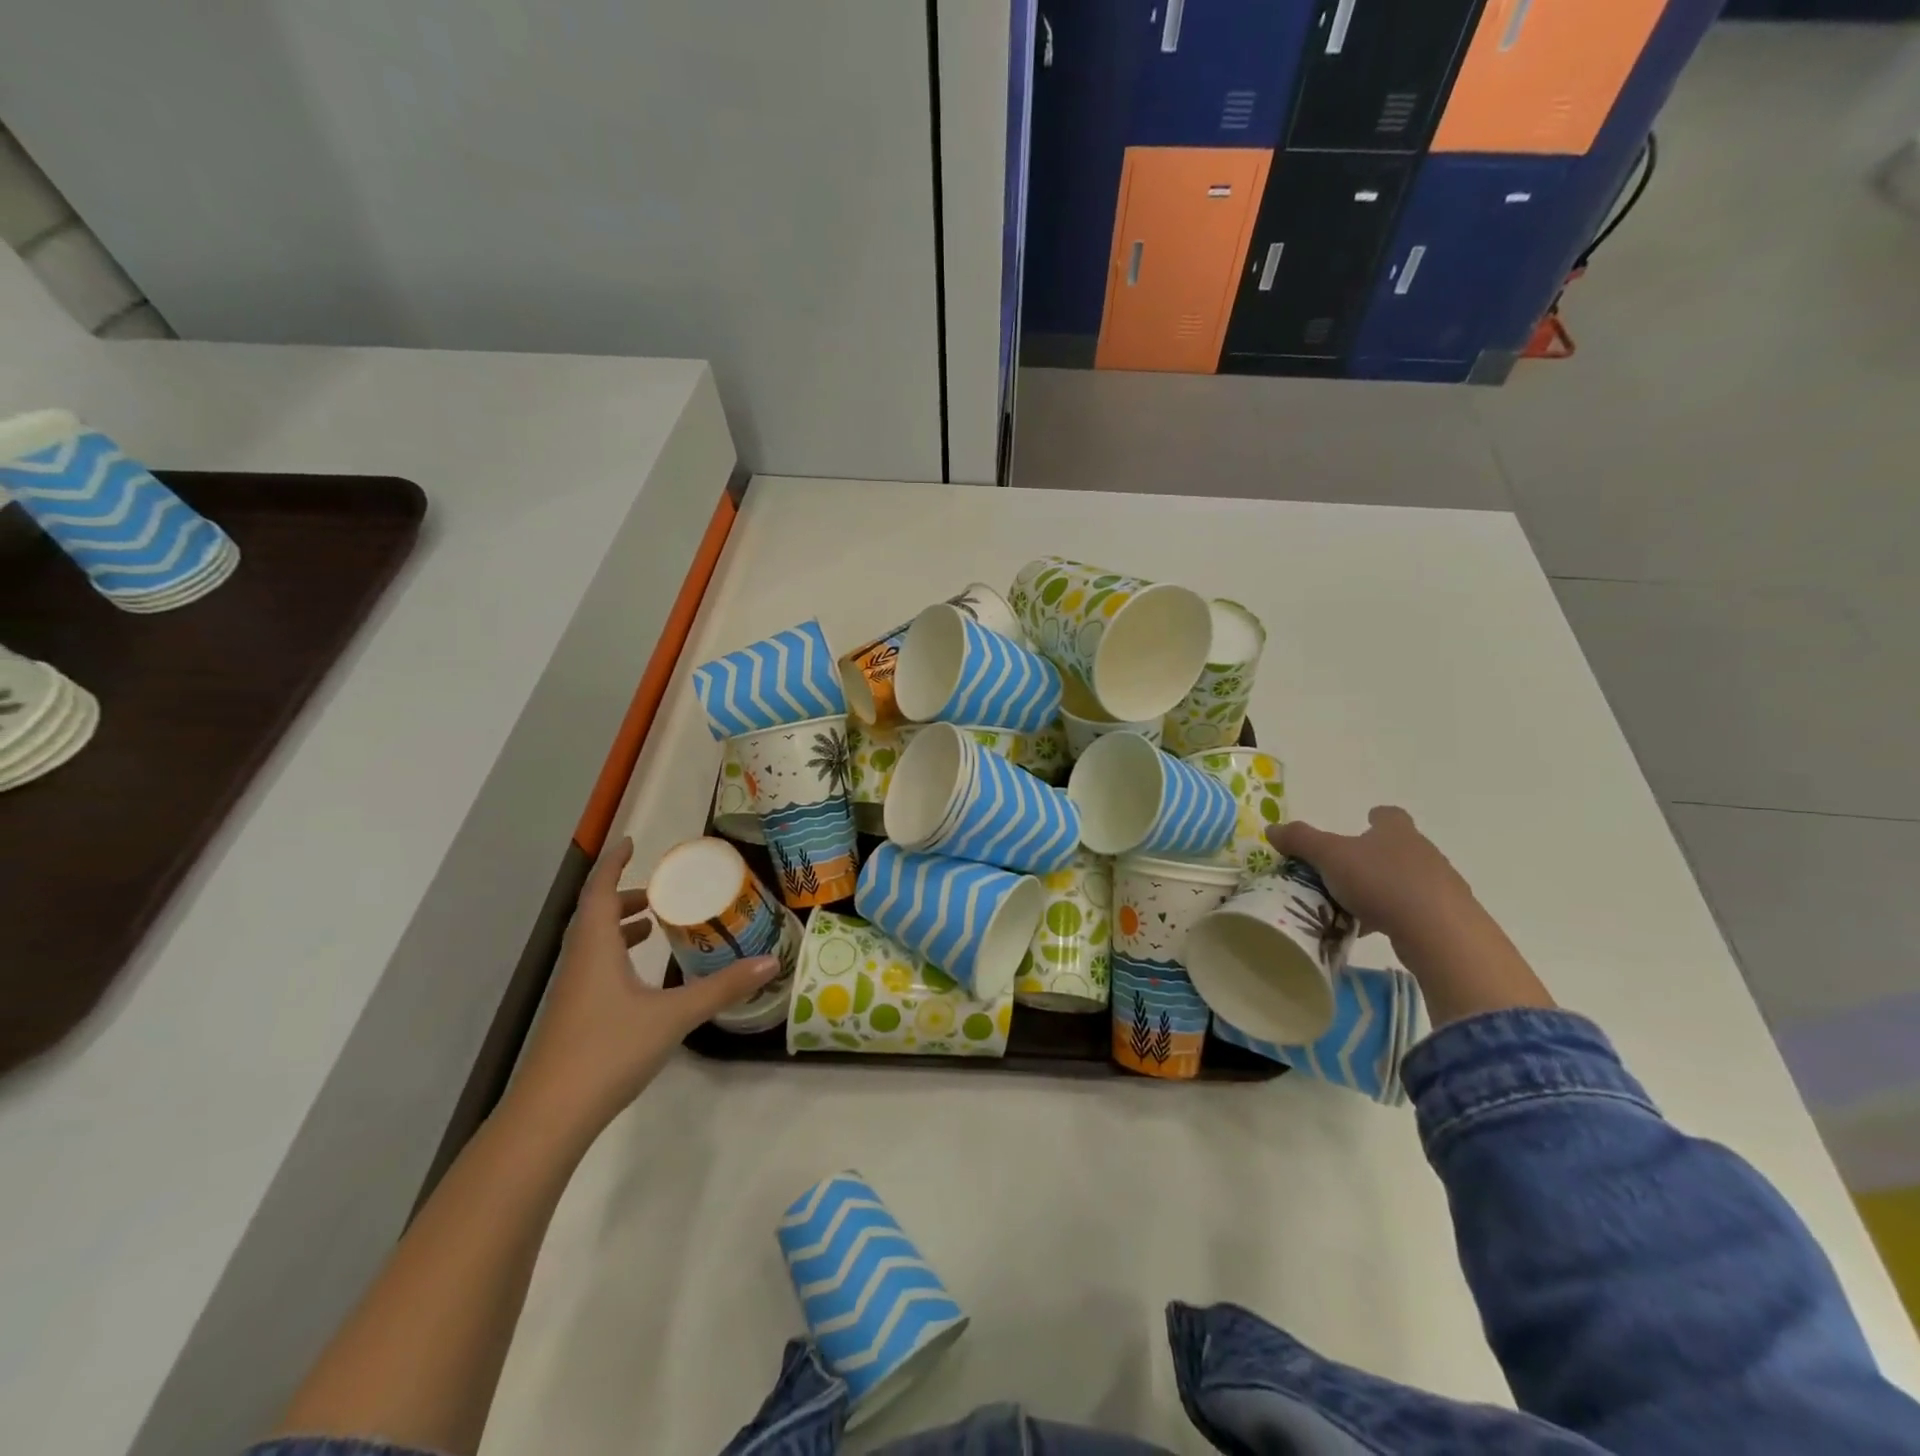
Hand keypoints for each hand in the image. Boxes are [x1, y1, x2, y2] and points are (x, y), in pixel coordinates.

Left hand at [506, 837, 780, 1135]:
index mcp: (595, 949)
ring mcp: (571, 994)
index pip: (598, 891)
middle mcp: (579, 963)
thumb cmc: (608, 1051)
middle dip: (623, 896)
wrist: (549, 1118)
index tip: (630, 842)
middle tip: (659, 892)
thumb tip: (770, 961)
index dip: (613, 864)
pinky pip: (595, 969)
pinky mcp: (572, 1019)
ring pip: (592, 944)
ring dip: (619, 927)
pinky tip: (641, 980)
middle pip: (593, 915)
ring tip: (654, 926)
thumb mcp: (673, 1016)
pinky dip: (617, 957)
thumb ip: (721, 988)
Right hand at [1269, 806, 1473, 941]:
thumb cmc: (1381, 882)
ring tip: (1353, 906)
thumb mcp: (1330, 857)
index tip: (1363, 823)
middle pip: (1397, 847)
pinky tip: (1373, 930)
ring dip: (1383, 888)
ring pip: (1406, 880)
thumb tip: (1272, 828)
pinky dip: (1394, 916)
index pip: (1390, 815)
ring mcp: (1440, 885)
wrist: (1439, 932)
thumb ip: (1301, 840)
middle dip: (1373, 856)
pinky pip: (1414, 910)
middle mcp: (1422, 852)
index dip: (1375, 817)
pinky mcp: (1447, 917)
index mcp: (1397, 831)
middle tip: (1344, 871)